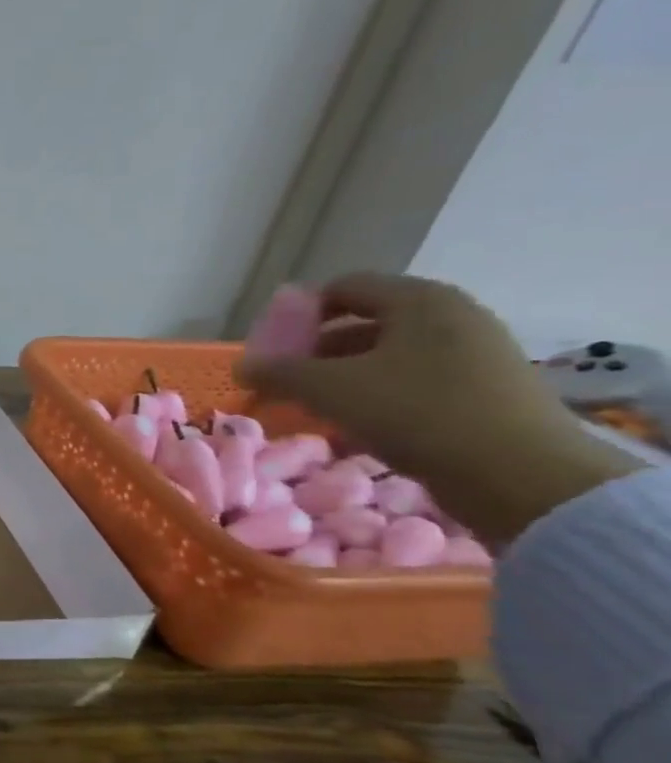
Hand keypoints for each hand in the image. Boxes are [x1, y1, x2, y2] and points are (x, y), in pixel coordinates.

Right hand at [236, 273, 637, 545]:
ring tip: (314, 408)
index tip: (272, 349)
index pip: (342, 287)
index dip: (298, 314)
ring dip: (342, 376)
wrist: (520, 475)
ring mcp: (474, 352)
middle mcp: (451, 315)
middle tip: (285, 382)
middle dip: (316, 351)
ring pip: (387, 354)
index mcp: (419, 300)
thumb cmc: (416, 413)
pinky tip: (356, 424)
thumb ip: (278, 372)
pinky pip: (413, 379)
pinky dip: (376, 394)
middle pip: (364, 321)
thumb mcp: (330, 389)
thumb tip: (243, 366)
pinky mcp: (484, 389)